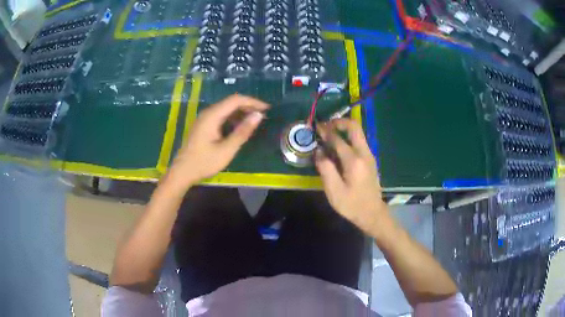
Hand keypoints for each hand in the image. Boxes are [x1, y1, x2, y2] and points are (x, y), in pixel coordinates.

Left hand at [166, 94, 268, 188]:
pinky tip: (240, 127)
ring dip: (241, 112)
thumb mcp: (227, 149)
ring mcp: (205, 118)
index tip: (267, 109)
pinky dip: (233, 118)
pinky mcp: (204, 125)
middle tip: (263, 116)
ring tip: (255, 121)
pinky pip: (221, 116)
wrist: (183, 171)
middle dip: (248, 106)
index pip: (236, 100)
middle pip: (231, 102)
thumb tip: (258, 116)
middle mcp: (208, 112)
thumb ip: (242, 132)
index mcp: (212, 115)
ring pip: (226, 109)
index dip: (253, 102)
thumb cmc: (204, 162)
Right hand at [315, 119, 386, 232]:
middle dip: (340, 122)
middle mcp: (364, 154)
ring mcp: (369, 156)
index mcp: (354, 161)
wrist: (372, 213)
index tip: (316, 126)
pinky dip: (348, 138)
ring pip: (358, 134)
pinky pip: (359, 142)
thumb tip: (318, 151)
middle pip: (354, 127)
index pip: (338, 139)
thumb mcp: (334, 191)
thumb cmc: (352, 204)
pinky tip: (339, 147)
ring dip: (344, 129)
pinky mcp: (370, 160)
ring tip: (330, 134)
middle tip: (326, 125)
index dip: (326, 131)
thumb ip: (325, 169)